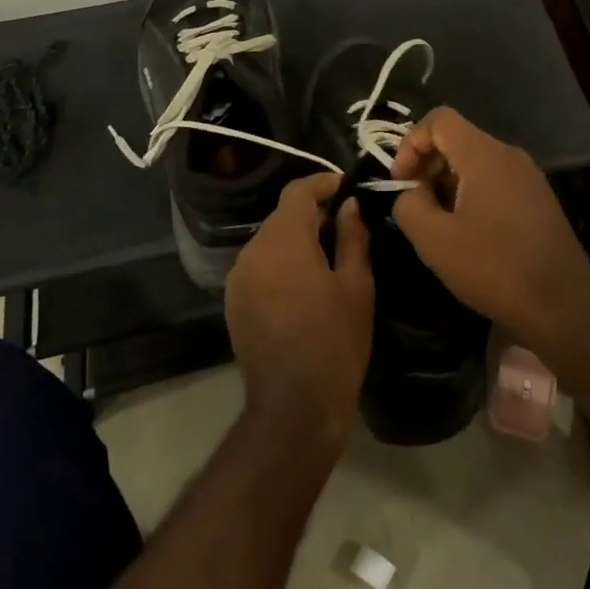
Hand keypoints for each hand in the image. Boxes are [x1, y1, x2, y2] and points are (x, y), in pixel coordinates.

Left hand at [224, 173, 373, 452]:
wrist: (294, 406)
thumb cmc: (335, 341)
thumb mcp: (356, 285)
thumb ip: (352, 237)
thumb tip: (348, 205)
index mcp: (283, 241)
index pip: (297, 192)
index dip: (322, 182)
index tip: (345, 186)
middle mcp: (252, 251)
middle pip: (281, 216)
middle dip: (311, 212)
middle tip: (344, 222)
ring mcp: (238, 278)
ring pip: (269, 241)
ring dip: (296, 238)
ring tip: (327, 253)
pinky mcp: (234, 302)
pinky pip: (259, 265)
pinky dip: (281, 261)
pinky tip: (304, 281)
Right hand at [390, 108, 589, 341]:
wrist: (563, 305)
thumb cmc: (495, 267)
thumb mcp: (434, 241)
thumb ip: (409, 205)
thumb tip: (411, 193)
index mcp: (484, 154)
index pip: (439, 119)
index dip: (410, 143)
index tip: (401, 181)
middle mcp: (509, 155)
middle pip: (457, 139)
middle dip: (427, 165)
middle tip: (414, 205)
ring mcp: (528, 176)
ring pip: (475, 162)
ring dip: (447, 184)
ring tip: (438, 224)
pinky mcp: (537, 199)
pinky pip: (494, 181)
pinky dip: (471, 195)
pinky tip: (467, 234)